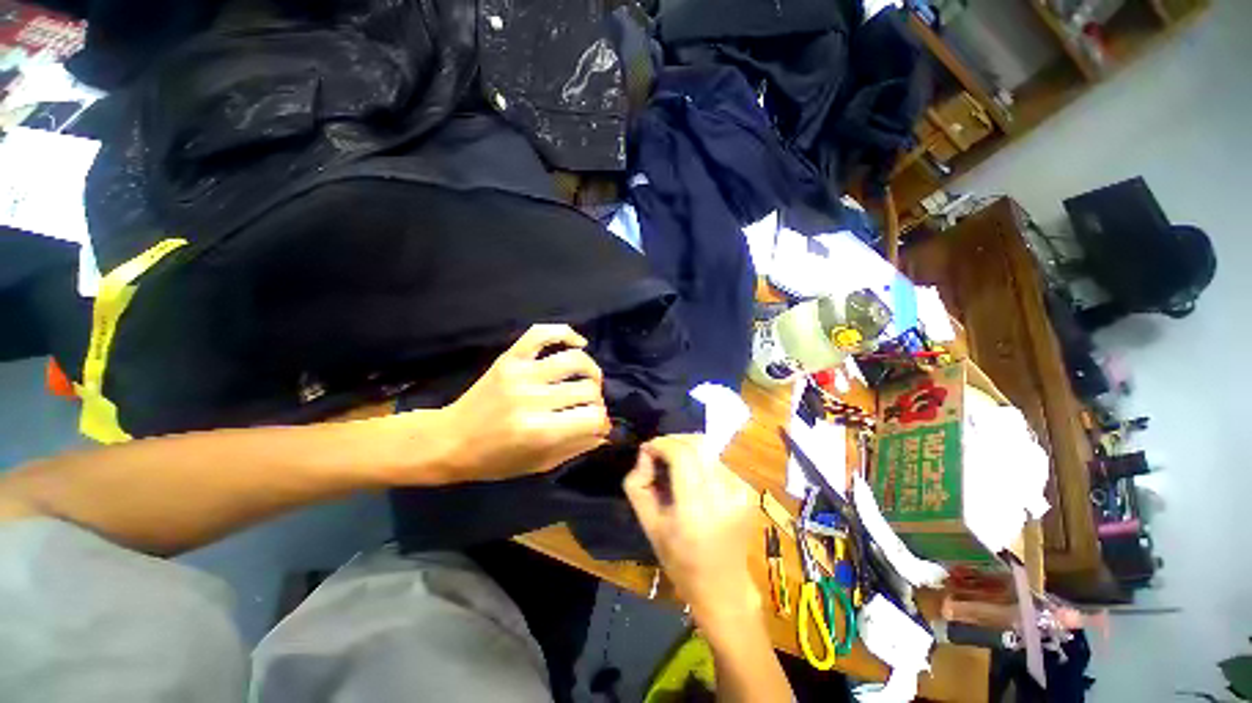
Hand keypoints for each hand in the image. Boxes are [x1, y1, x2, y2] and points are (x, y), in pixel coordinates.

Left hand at [431, 324, 611, 482]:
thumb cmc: (495, 460)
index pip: (593, 416)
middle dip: (596, 401)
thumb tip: (606, 431)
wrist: (450, 440)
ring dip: (590, 370)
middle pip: (588, 389)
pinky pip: (543, 333)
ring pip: (575, 360)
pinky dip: (565, 333)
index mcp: (540, 431)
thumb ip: (577, 447)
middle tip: (587, 407)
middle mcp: (533, 398)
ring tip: (588, 379)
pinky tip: (578, 344)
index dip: (602, 421)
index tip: (597, 425)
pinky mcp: (510, 358)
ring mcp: (521, 373)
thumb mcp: (539, 464)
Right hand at [623, 435, 760, 623]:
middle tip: (659, 453)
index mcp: (696, 509)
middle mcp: (723, 494)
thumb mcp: (648, 525)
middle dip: (674, 441)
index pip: (681, 454)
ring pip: (707, 450)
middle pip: (697, 444)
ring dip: (687, 451)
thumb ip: (638, 484)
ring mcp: (740, 491)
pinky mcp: (748, 490)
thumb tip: (645, 452)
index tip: (648, 449)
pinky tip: (694, 481)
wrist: (724, 587)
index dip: (662, 443)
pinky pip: (717, 462)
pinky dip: (701, 463)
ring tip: (675, 469)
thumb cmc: (680, 561)